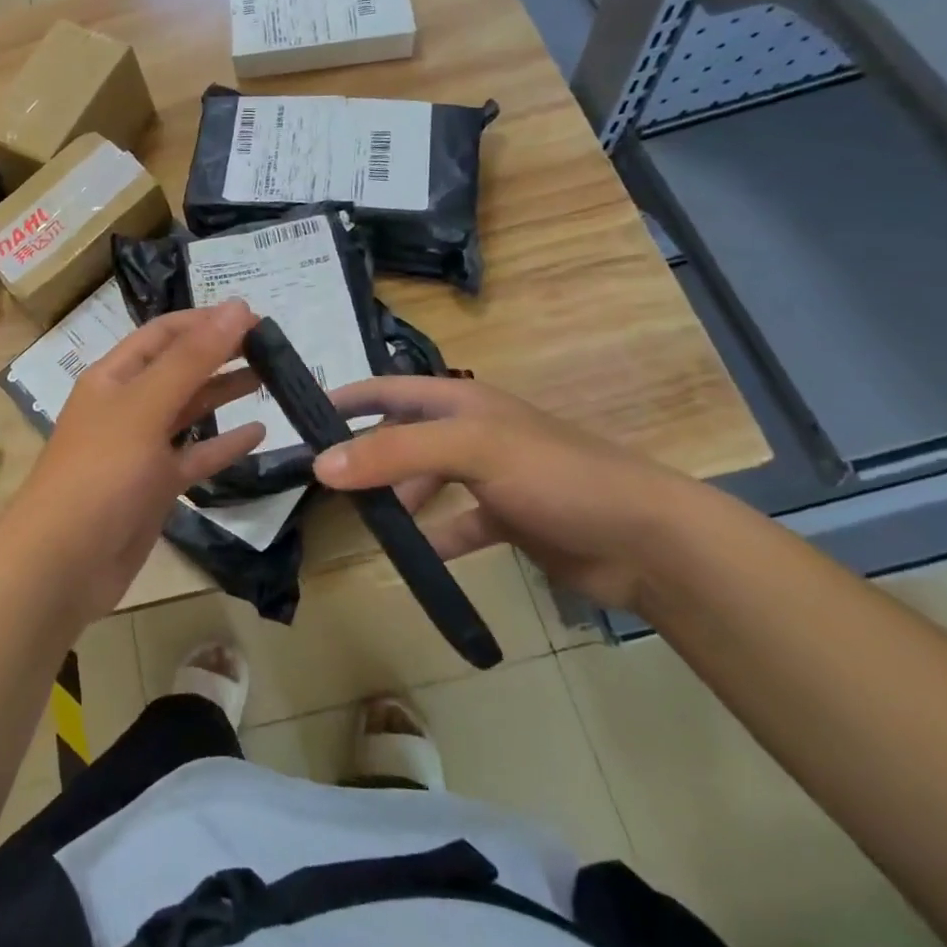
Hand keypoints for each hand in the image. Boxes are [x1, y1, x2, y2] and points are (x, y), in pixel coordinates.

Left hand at [10, 300, 266, 618]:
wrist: (64, 562)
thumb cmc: (102, 472)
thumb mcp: (146, 406)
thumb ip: (193, 358)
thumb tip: (237, 307)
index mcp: (114, 377)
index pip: (163, 334)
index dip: (205, 321)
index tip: (254, 317)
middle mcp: (127, 406)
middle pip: (178, 369)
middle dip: (219, 353)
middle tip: (271, 346)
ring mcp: (141, 448)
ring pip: (189, 411)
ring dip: (225, 392)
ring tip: (270, 377)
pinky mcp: (155, 487)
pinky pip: (195, 456)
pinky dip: (224, 444)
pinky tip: (259, 433)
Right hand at [314, 375, 713, 611]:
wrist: (644, 539)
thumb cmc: (554, 474)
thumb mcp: (470, 451)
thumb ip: (394, 453)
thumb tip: (321, 465)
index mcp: (462, 401)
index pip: (390, 388)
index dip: (349, 397)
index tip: (302, 415)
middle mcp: (472, 432)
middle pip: (403, 436)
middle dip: (366, 454)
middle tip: (323, 482)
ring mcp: (492, 476)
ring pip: (426, 482)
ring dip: (396, 499)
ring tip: (360, 522)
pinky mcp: (509, 518)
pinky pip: (456, 525)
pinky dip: (434, 538)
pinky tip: (412, 558)